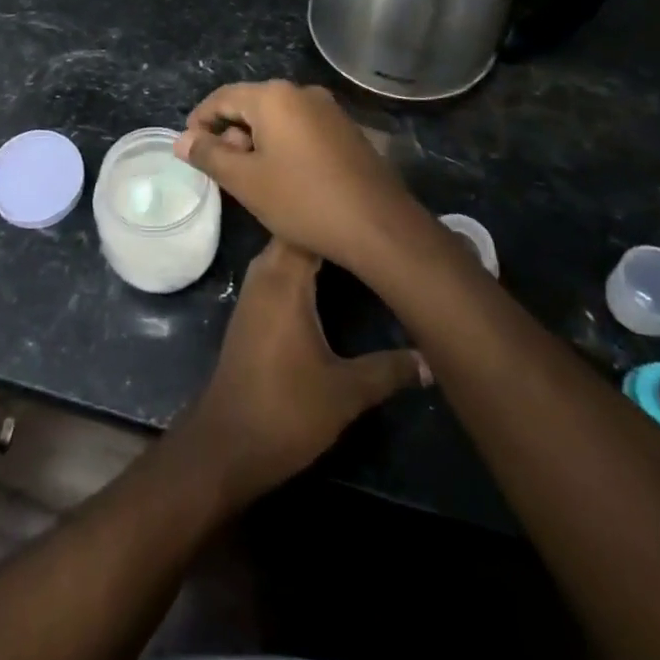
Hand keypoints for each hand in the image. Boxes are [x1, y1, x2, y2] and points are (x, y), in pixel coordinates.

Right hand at [175, 80, 426, 272]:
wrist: (379, 227)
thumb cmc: (303, 200)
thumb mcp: (245, 181)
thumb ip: (209, 155)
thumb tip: (181, 140)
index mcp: (274, 97)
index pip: (222, 97)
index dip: (199, 121)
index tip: (189, 149)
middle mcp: (302, 93)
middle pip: (251, 105)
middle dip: (229, 133)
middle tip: (221, 170)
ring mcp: (329, 110)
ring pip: (277, 118)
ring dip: (256, 141)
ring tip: (250, 178)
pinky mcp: (346, 131)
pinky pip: (301, 129)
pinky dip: (282, 146)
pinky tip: (284, 178)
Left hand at [180, 238, 427, 505]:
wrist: (229, 442)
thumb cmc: (287, 410)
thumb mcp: (346, 391)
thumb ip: (389, 369)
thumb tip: (430, 358)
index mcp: (284, 279)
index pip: (310, 227)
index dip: (340, 219)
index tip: (376, 217)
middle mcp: (264, 274)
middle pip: (297, 234)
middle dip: (331, 230)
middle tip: (376, 234)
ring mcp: (254, 291)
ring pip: (286, 252)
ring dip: (316, 248)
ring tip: (360, 250)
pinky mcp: (252, 310)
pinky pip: (278, 271)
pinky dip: (302, 267)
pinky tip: (330, 282)